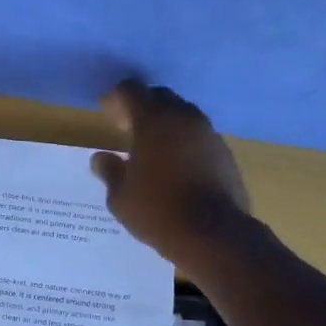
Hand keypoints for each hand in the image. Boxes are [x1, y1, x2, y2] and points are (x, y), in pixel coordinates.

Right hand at [90, 79, 251, 267]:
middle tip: (125, 128)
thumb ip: (110, 171)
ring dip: (165, 124)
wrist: (213, 235)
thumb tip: (100, 158)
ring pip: (183, 116)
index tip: (106, 112)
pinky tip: (174, 165)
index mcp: (154, 121)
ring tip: (150, 148)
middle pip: (160, 97)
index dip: (116, 98)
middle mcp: (184, 118)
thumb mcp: (121, 196)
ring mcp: (209, 134)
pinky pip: (198, 136)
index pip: (131, 91)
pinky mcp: (225, 153)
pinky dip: (183, 141)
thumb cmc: (157, 212)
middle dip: (141, 107)